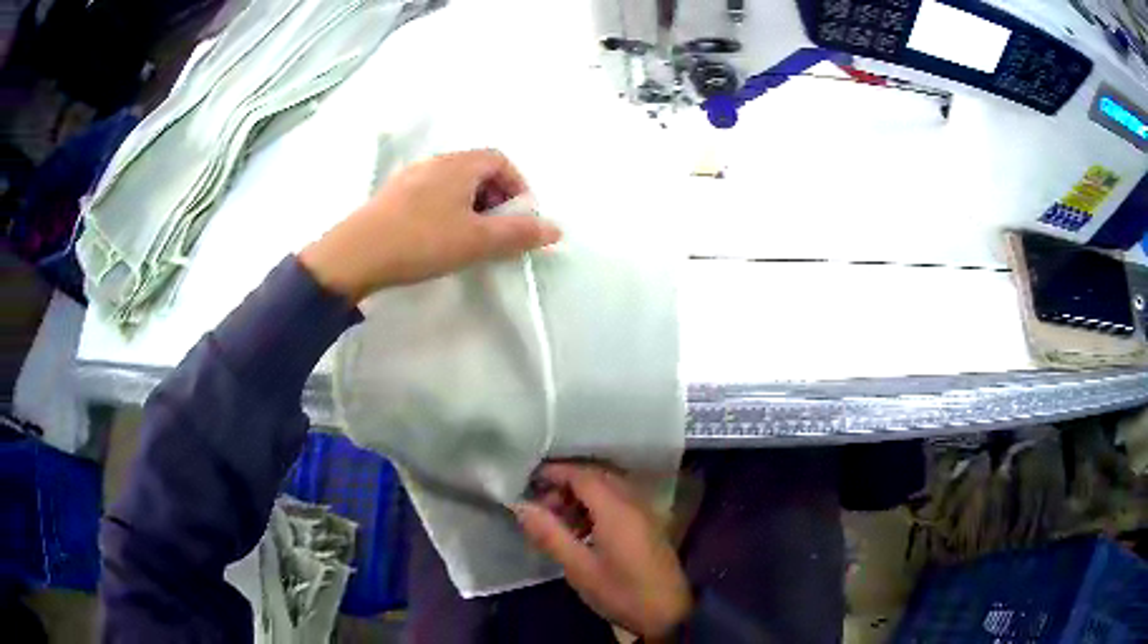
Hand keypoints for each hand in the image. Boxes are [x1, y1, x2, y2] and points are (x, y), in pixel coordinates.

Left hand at [299, 149, 560, 301]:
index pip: (501, 160)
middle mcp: (436, 162)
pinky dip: (446, 210)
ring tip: (468, 238)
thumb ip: (519, 233)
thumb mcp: (477, 240)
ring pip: (453, 183)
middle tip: (496, 231)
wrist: (356, 254)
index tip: (519, 218)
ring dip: (471, 206)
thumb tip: (556, 229)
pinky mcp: (393, 196)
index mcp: (459, 164)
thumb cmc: (422, 241)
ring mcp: (411, 177)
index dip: (518, 187)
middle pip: (477, 170)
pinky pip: (431, 194)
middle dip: (496, 198)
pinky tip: (437, 238)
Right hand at [515, 464, 692, 638]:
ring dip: (582, 496)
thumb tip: (521, 506)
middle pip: (597, 477)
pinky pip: (620, 501)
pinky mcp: (650, 525)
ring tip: (558, 520)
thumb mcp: (579, 568)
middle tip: (541, 504)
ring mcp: (646, 513)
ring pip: (609, 488)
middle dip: (567, 484)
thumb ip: (549, 534)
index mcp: (616, 509)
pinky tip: (583, 531)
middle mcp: (634, 502)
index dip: (555, 472)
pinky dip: (598, 506)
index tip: (529, 479)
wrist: (668, 613)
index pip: (582, 475)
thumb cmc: (621, 592)